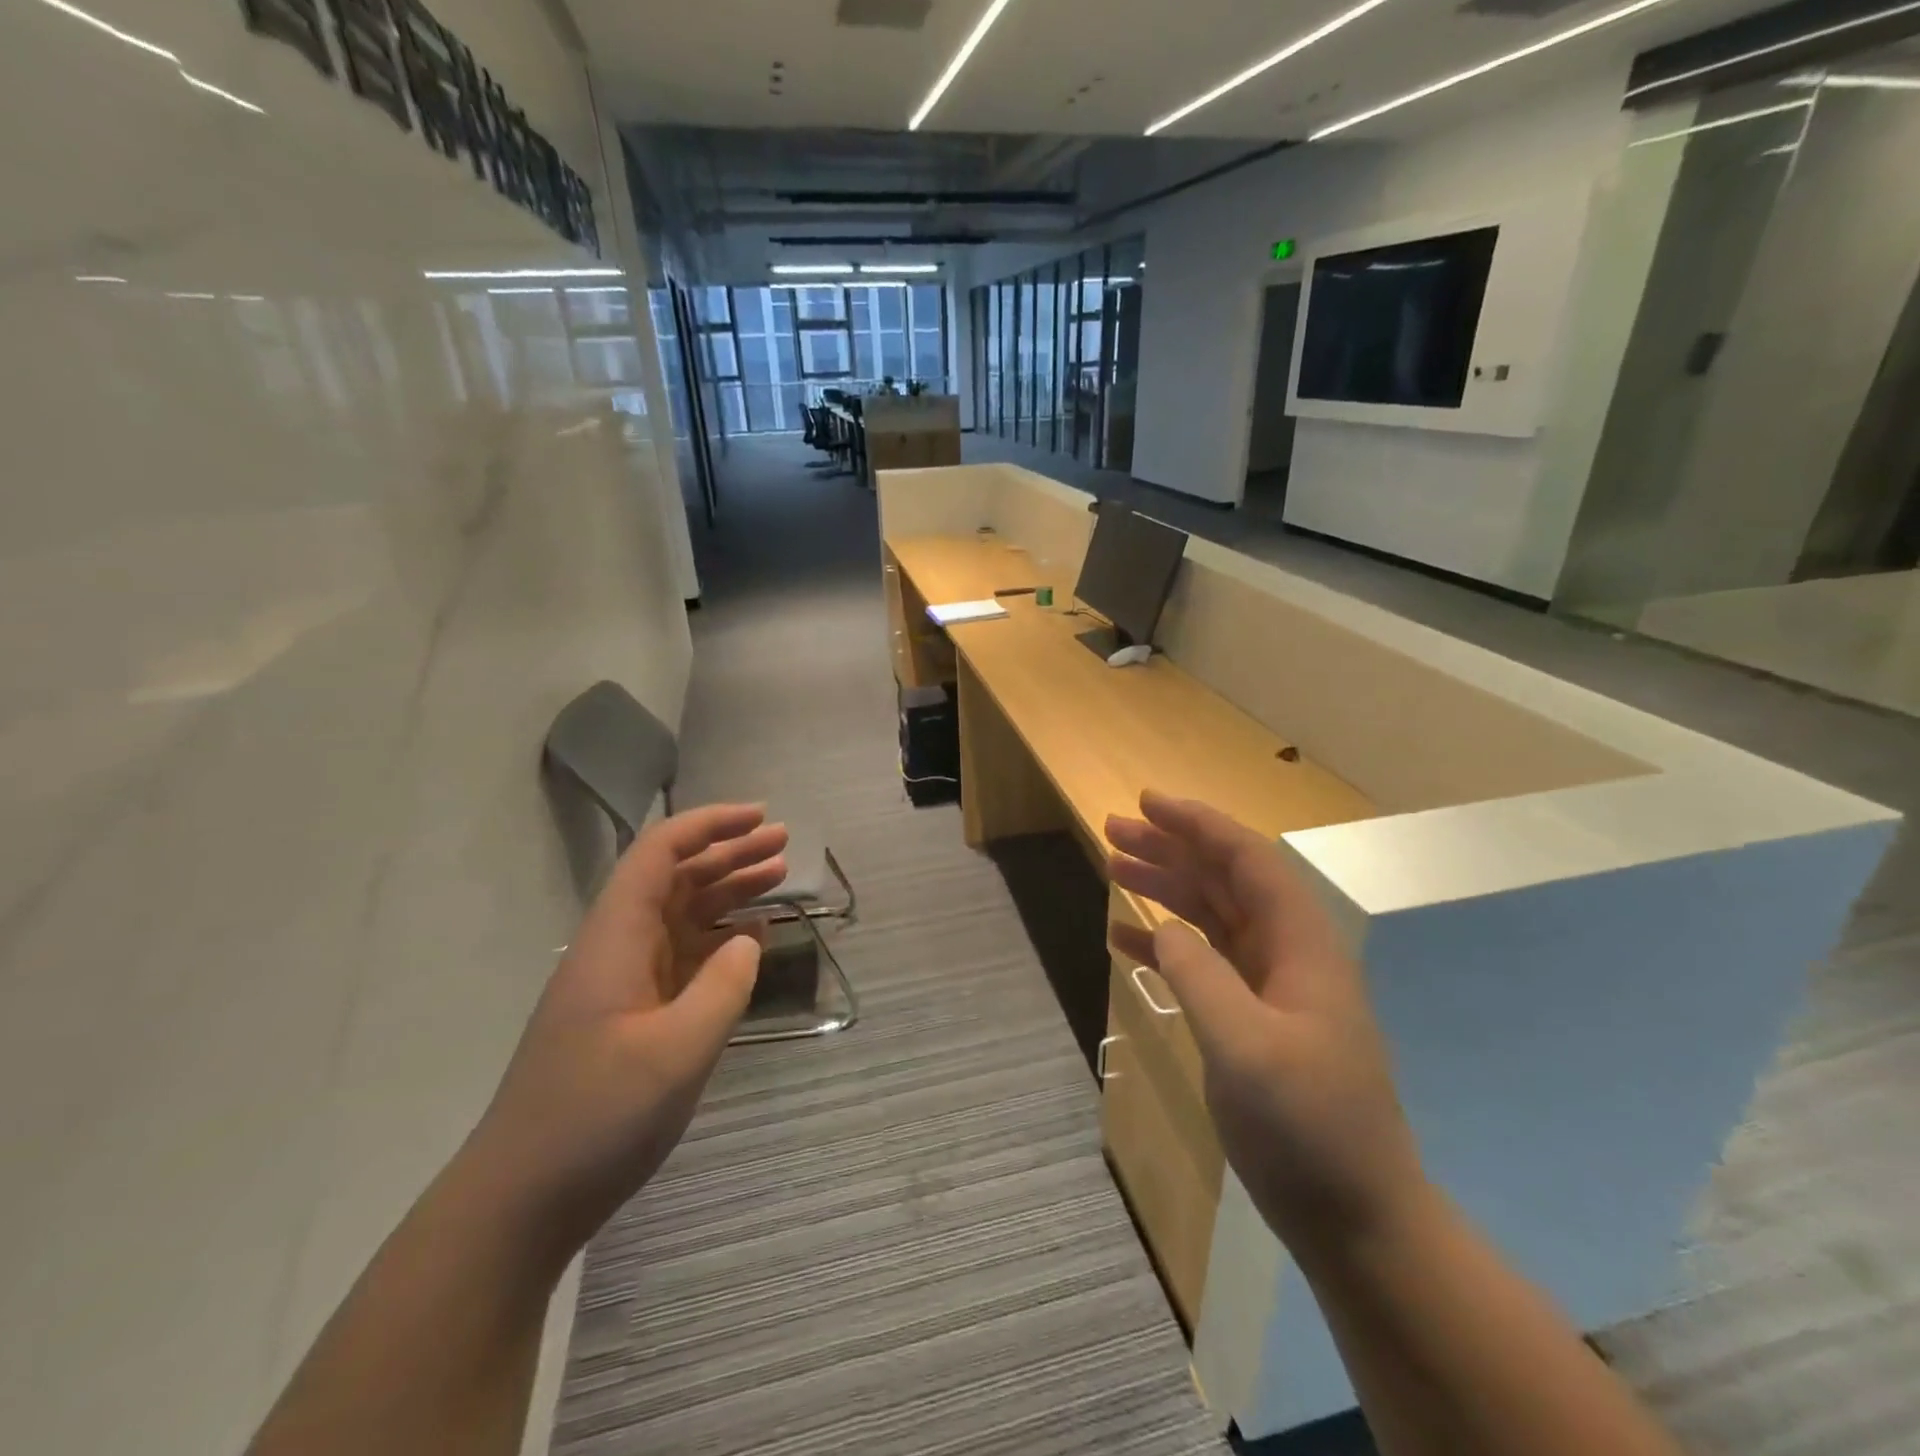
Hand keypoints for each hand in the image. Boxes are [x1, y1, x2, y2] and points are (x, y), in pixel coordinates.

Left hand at [456, 803, 788, 1264]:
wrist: (520, 1200)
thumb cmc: (595, 1118)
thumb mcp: (677, 1052)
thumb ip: (723, 986)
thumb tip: (749, 939)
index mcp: (615, 939)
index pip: (660, 854)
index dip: (710, 825)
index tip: (760, 816)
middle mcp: (617, 948)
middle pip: (675, 878)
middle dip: (728, 852)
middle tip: (784, 843)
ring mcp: (623, 983)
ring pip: (681, 915)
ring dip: (727, 892)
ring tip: (778, 876)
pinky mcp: (631, 1015)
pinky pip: (682, 957)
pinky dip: (719, 939)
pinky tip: (751, 938)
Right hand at [1106, 791, 1425, 1258]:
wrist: (1356, 1218)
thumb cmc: (1308, 1126)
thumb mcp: (1246, 1047)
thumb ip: (1199, 976)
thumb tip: (1161, 928)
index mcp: (1299, 945)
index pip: (1247, 860)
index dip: (1198, 824)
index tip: (1147, 802)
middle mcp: (1286, 953)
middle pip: (1223, 879)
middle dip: (1170, 848)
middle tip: (1113, 830)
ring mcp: (1269, 988)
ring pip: (1210, 915)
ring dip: (1163, 888)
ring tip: (1112, 868)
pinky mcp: (1252, 1020)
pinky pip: (1201, 962)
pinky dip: (1163, 944)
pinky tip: (1123, 938)